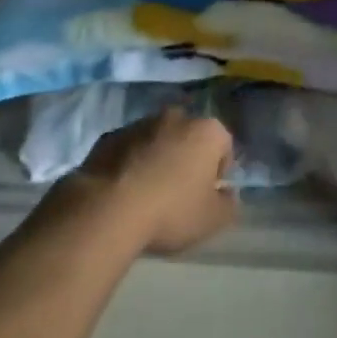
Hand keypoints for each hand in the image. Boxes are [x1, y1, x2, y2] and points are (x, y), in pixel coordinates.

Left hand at [69, 106, 237, 255]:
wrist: (108, 209)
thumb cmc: (170, 211)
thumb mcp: (212, 220)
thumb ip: (229, 204)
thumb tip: (227, 193)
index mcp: (207, 131)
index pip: (224, 145)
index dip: (219, 172)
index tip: (207, 196)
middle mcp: (177, 117)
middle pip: (189, 137)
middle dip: (187, 158)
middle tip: (179, 193)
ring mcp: (140, 123)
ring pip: (158, 139)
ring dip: (158, 158)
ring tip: (147, 194)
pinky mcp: (110, 135)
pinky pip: (129, 148)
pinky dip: (130, 162)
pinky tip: (123, 191)